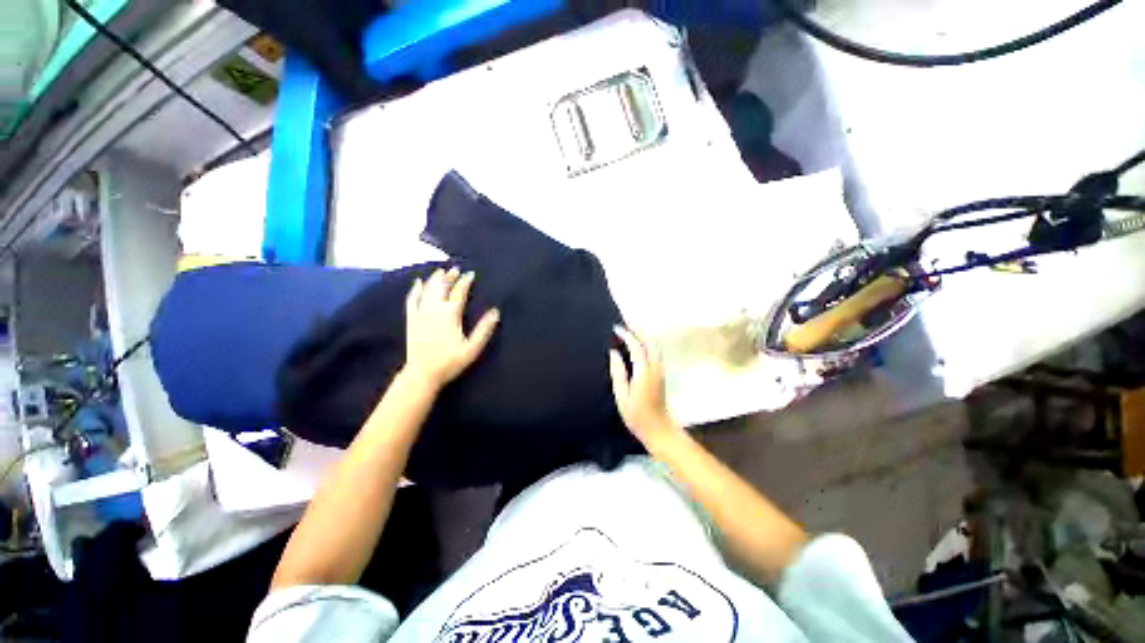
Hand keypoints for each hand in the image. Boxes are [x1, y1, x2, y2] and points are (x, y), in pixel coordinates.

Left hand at [403, 267, 499, 389]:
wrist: (422, 373)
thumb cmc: (450, 362)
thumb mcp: (472, 348)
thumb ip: (484, 329)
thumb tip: (495, 312)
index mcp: (450, 315)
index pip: (459, 293)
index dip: (465, 282)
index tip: (470, 274)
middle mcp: (434, 310)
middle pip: (442, 287)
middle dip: (449, 276)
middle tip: (456, 268)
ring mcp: (420, 313)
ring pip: (427, 290)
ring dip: (434, 279)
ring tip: (441, 271)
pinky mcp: (411, 319)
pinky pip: (412, 299)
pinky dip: (415, 289)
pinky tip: (418, 282)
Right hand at [609, 326, 681, 446]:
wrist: (659, 429)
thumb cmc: (637, 415)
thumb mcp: (622, 396)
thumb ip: (618, 373)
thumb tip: (613, 353)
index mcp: (644, 372)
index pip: (636, 346)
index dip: (627, 335)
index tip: (616, 327)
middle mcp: (655, 367)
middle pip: (649, 342)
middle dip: (638, 330)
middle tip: (625, 322)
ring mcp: (660, 370)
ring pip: (654, 346)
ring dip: (642, 335)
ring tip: (629, 330)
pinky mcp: (661, 374)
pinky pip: (654, 352)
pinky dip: (645, 343)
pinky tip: (637, 344)